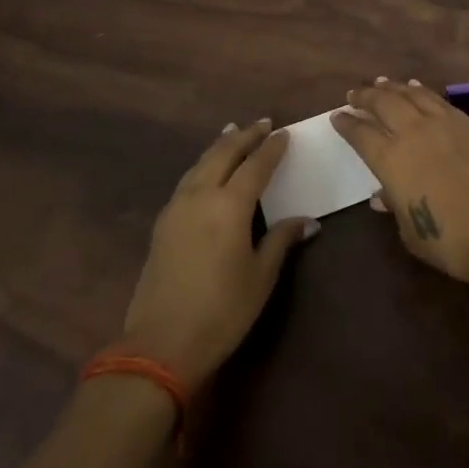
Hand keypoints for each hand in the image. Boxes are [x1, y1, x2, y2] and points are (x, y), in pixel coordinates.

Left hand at [120, 120, 316, 383]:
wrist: (160, 344)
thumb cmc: (222, 311)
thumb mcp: (261, 276)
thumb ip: (281, 240)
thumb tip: (308, 221)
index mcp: (230, 205)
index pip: (256, 165)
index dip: (271, 148)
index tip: (284, 133)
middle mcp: (201, 196)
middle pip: (223, 154)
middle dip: (244, 136)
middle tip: (262, 123)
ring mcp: (177, 207)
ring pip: (201, 163)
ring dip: (220, 145)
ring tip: (232, 132)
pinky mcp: (163, 223)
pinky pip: (187, 179)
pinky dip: (202, 164)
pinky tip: (207, 169)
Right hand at [331, 78, 468, 284]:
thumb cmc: (451, 240)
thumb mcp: (411, 232)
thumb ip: (395, 206)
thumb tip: (382, 194)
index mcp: (391, 160)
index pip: (360, 134)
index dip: (347, 123)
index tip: (337, 116)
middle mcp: (413, 133)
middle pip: (383, 103)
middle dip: (365, 96)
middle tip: (355, 93)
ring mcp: (443, 124)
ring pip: (410, 95)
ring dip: (392, 88)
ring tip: (382, 82)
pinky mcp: (468, 123)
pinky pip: (437, 99)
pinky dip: (422, 91)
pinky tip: (417, 89)